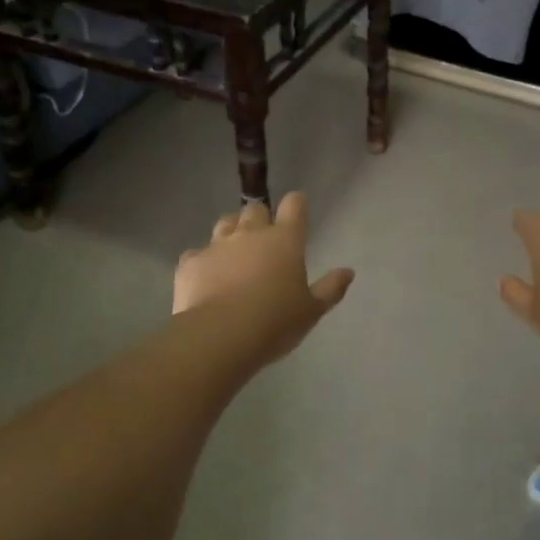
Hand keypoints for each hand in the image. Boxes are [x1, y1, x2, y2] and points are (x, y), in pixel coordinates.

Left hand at [175, 193, 353, 365]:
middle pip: (256, 209)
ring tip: (235, 253)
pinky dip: (204, 261)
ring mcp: (217, 245)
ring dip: (232, 231)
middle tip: (264, 239)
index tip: (297, 208)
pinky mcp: (190, 262)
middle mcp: (251, 234)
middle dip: (261, 218)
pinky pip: (197, 253)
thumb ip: (331, 288)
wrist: (220, 335)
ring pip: (225, 223)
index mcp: (285, 240)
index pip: (294, 205)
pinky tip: (206, 278)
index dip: (296, 204)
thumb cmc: (275, 321)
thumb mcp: (311, 311)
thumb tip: (348, 272)